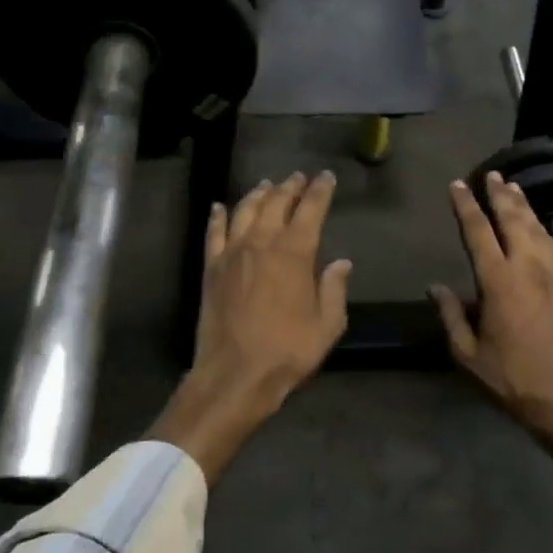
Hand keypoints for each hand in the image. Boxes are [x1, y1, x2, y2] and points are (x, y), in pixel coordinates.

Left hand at [151, 172, 350, 482]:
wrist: (235, 375)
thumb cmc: (287, 351)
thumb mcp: (326, 326)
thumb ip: (334, 289)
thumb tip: (341, 262)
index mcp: (295, 253)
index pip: (310, 209)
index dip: (320, 190)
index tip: (326, 177)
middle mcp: (262, 243)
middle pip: (276, 203)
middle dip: (290, 187)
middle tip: (298, 177)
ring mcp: (232, 253)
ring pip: (245, 210)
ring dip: (258, 194)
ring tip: (267, 185)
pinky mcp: (211, 268)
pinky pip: (214, 232)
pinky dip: (217, 216)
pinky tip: (219, 207)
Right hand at [430, 172, 552, 468]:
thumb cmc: (515, 381)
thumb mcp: (470, 356)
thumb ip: (452, 316)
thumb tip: (436, 287)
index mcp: (500, 282)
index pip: (478, 232)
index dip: (466, 206)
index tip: (457, 185)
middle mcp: (530, 268)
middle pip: (513, 220)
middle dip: (500, 195)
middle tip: (492, 175)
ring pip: (538, 229)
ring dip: (523, 207)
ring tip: (514, 189)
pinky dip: (544, 229)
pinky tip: (541, 226)